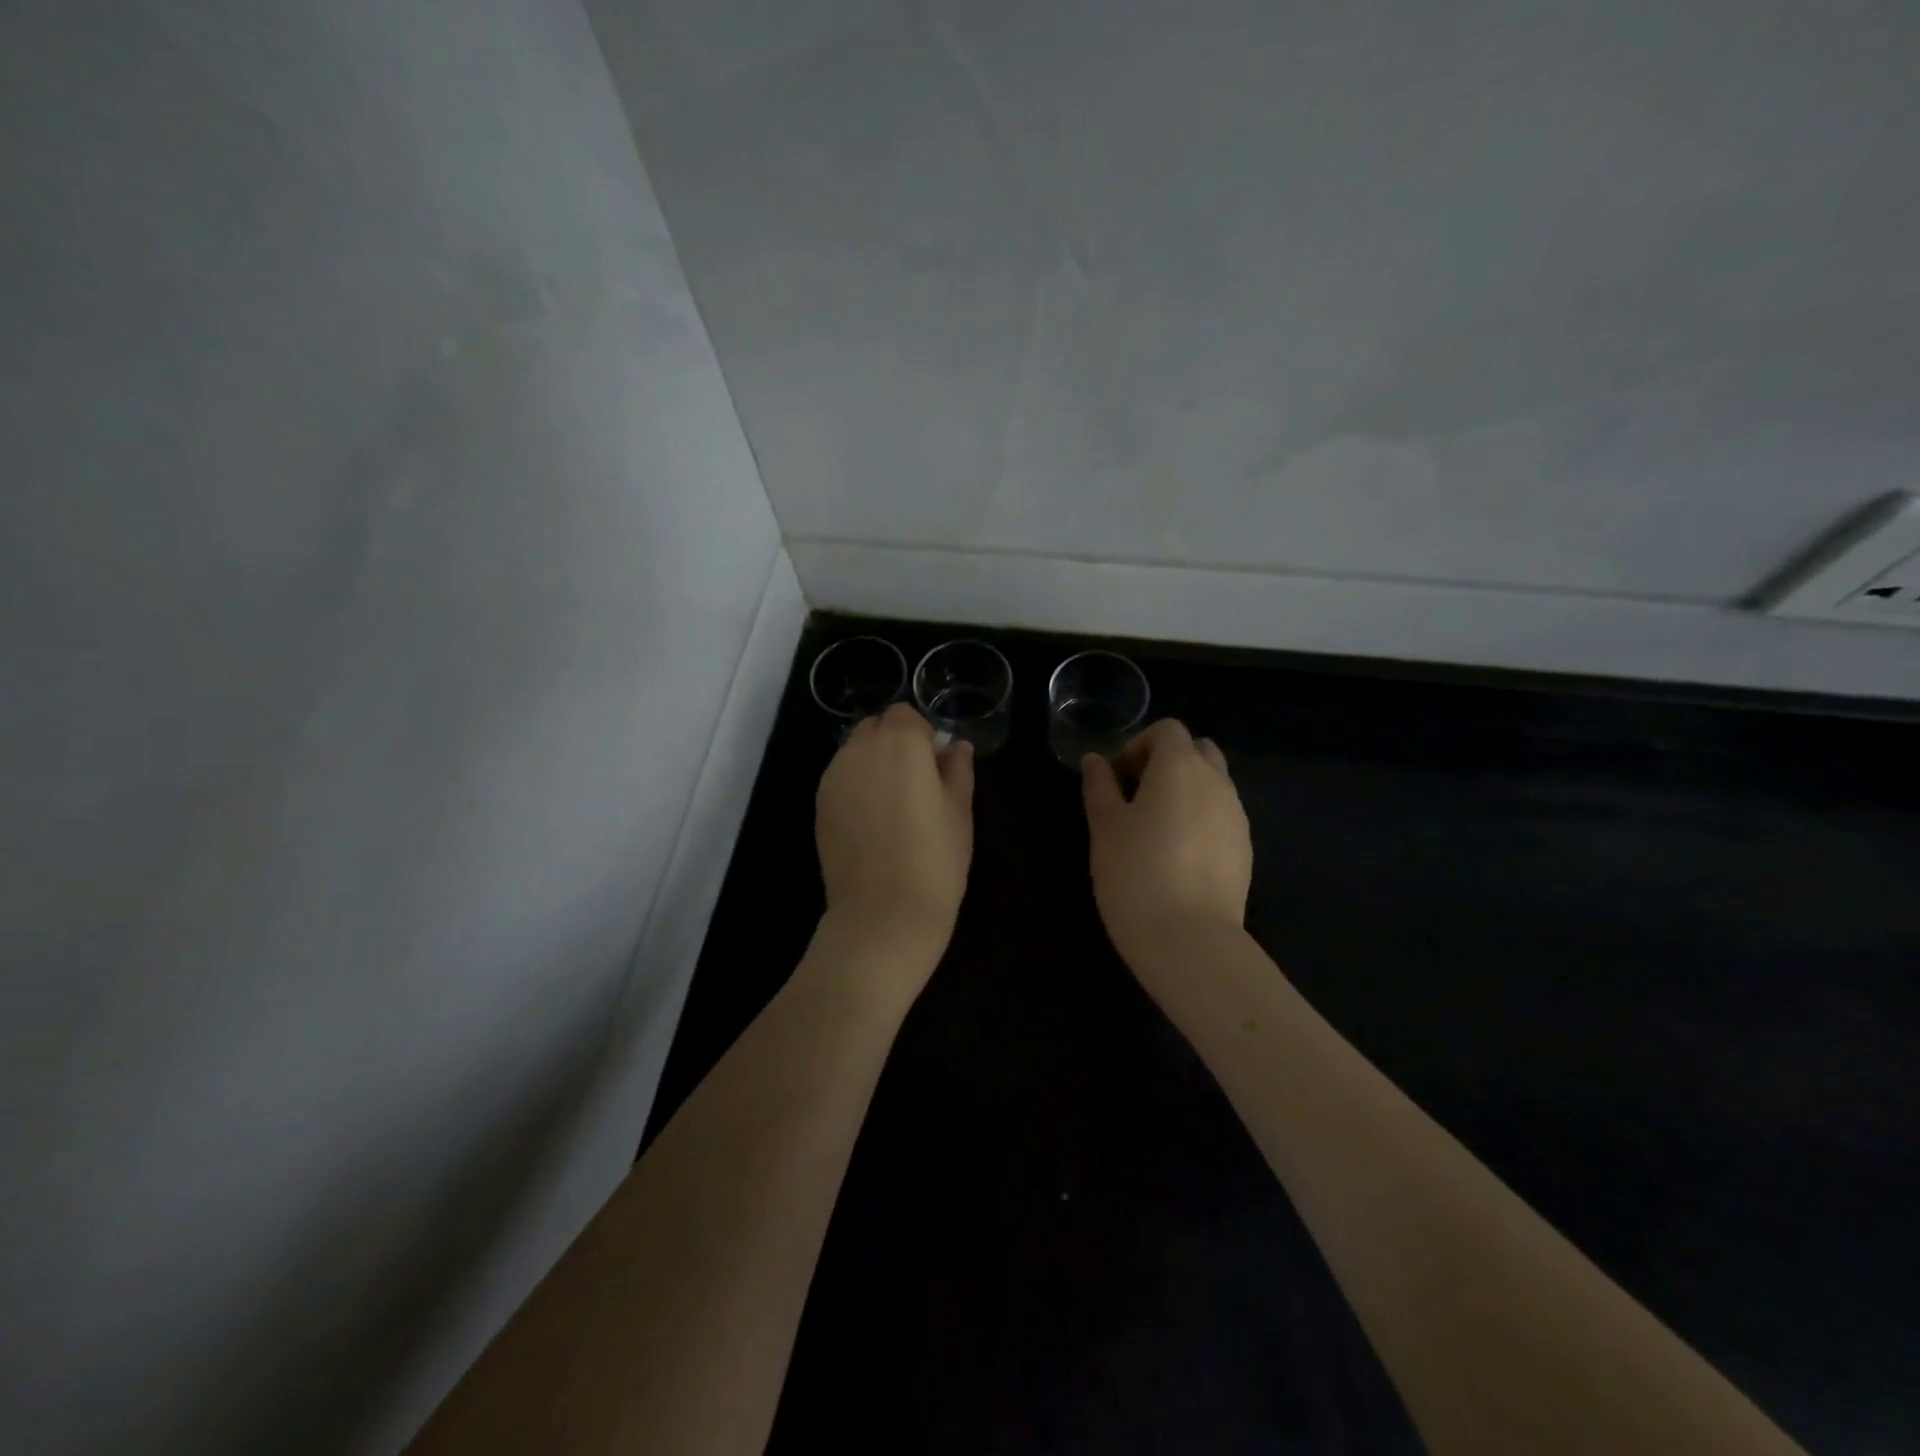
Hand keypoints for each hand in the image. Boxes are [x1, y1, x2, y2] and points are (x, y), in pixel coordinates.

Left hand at [815, 702, 974, 970]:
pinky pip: (840, 779)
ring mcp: (833, 778)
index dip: (921, 734)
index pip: (904, 714)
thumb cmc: (934, 859)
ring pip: (854, 753)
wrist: (882, 914)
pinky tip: (872, 822)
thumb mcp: (959, 811)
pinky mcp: (819, 805)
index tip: (935, 766)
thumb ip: (957, 769)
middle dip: (894, 743)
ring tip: (892, 804)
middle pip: (875, 728)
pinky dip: (855, 786)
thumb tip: (955, 746)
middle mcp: (859, 751)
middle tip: (916, 782)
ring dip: (872, 764)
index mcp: (900, 744)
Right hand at [1081, 719, 1251, 970]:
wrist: (1189, 939)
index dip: (1139, 744)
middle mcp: (1216, 781)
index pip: (1168, 730)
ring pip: (1214, 783)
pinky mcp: (1246, 848)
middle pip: (1198, 750)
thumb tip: (1095, 760)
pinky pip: (1223, 815)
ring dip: (1186, 790)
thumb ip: (1099, 786)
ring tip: (1156, 827)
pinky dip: (1201, 818)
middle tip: (1137, 793)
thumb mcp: (1104, 827)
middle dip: (1168, 761)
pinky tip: (1179, 854)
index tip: (1117, 775)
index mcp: (1179, 766)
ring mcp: (1237, 815)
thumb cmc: (1135, 873)